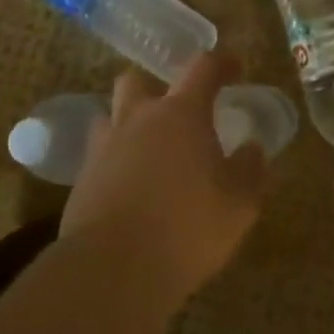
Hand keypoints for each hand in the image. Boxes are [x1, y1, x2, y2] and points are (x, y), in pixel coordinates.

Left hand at [64, 52, 267, 303]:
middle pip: (138, 80)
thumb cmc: (187, 228)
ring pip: (112, 115)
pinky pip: (100, 154)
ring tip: (149, 149)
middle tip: (177, 112)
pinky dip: (116, 160)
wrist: (111, 270)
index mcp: (182, 114)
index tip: (234, 68)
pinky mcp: (81, 179)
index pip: (203, 68)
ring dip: (130, 123)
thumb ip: (249, 170)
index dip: (221, 63)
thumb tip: (251, 148)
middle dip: (157, 87)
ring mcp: (104, 147)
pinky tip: (130, 186)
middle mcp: (138, 118)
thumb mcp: (239, 204)